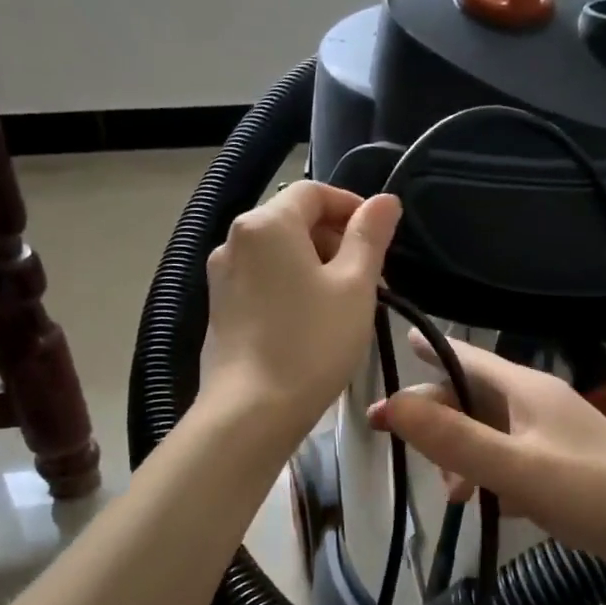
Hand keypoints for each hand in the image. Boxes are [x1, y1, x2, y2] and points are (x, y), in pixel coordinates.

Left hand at [201, 182, 401, 442]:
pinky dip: (291, 285)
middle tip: (370, 278)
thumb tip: (385, 200)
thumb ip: (370, 236)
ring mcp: (222, 276)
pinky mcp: (220, 307)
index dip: (352, 206)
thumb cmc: (311, 342)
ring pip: (278, 253)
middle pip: (293, 220)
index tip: (380, 237)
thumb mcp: (354, 286)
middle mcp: (235, 240)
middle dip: (336, 239)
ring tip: (345, 303)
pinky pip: (263, 279)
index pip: (314, 192)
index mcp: (267, 223)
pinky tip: (312, 321)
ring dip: (316, 264)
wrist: (251, 411)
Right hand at [369, 333, 605, 604]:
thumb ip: (454, 439)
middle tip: (394, 443)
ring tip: (452, 495)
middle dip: (435, 419)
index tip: (386, 360)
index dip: (424, 354)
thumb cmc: (596, 493)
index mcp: (526, 390)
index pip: (464, 357)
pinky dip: (490, 479)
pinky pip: (510, 464)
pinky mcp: (562, 471)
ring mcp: (551, 439)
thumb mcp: (518, 468)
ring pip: (488, 435)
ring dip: (462, 457)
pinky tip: (485, 506)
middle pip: (470, 399)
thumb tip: (392, 404)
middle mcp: (536, 406)